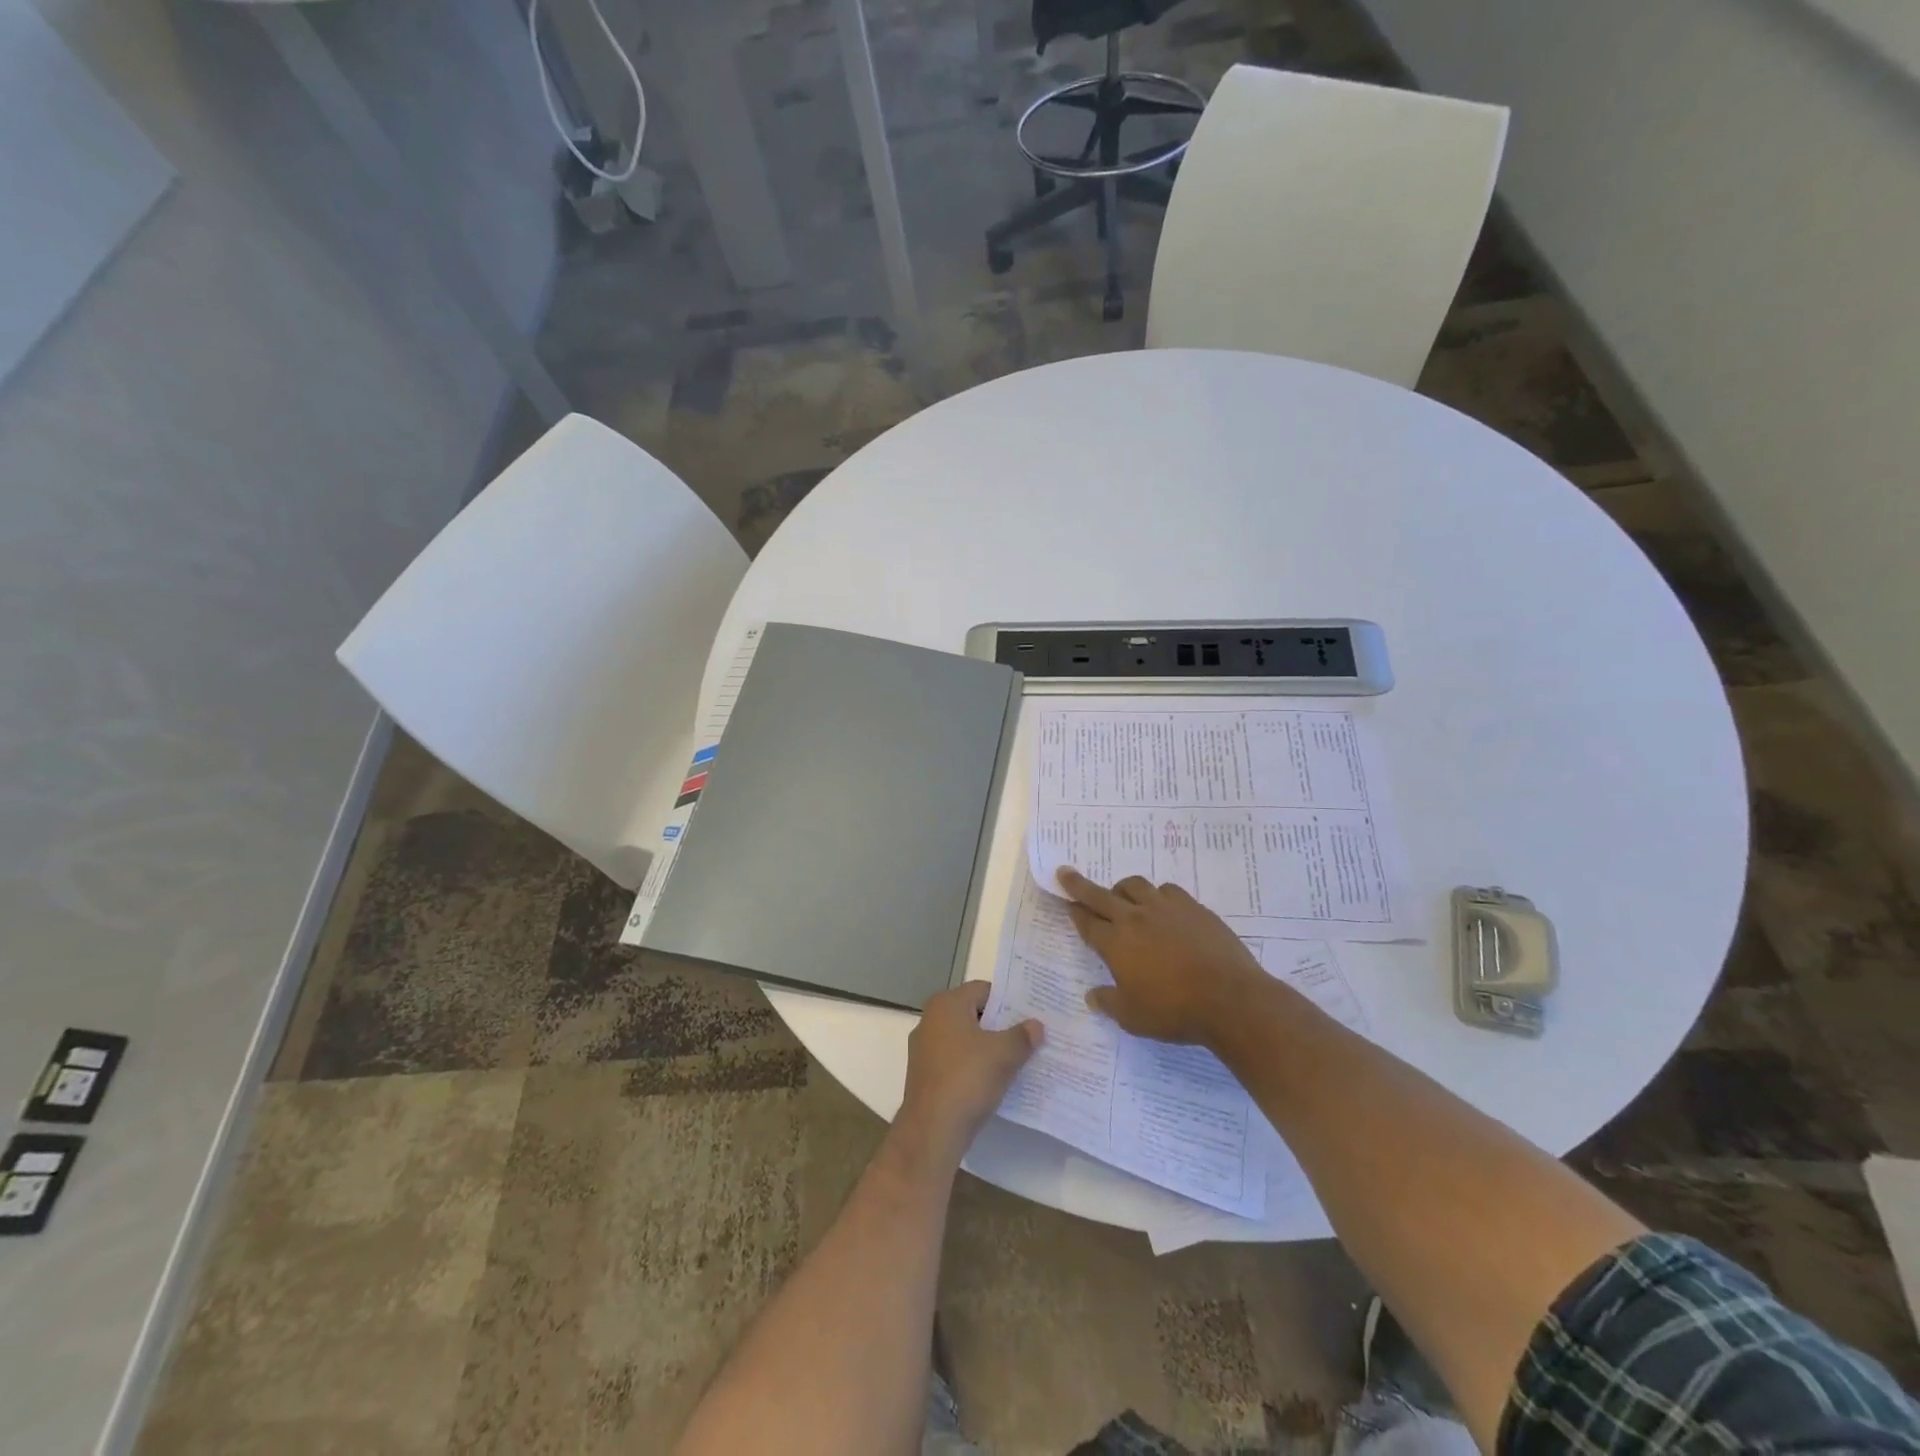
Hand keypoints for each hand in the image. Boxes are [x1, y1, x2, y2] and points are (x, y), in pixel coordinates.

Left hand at [898, 981, 1041, 1159]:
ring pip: (965, 1039)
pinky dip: (974, 1066)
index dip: (1009, 1001)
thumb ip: (1022, 1036)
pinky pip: (956, 1061)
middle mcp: (930, 1020)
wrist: (932, 1131)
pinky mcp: (926, 1075)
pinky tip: (994, 1081)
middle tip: (1029, 1036)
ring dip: (988, 1048)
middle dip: (1001, 1025)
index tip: (1031, 1014)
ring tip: (1018, 1059)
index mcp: (946, 1004)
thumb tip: (1036, 1025)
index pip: (983, 990)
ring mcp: (925, 1049)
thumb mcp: (1003, 1055)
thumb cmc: (967, 1079)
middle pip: (974, 1014)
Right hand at [1056, 867, 1267, 1044]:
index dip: (1074, 912)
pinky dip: (1157, 895)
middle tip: (1067, 873)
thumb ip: (1109, 1002)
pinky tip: (1162, 907)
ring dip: (1122, 889)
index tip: (1066, 902)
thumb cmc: (1174, 1011)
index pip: (1087, 922)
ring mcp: (1165, 909)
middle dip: (1080, 885)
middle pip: (1101, 895)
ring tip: (1122, 896)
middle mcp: (1135, 918)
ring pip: (1135, 885)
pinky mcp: (1193, 908)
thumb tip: (1092, 996)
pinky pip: (1167, 890)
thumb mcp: (1132, 1018)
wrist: (1229, 999)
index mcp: (1116, 944)